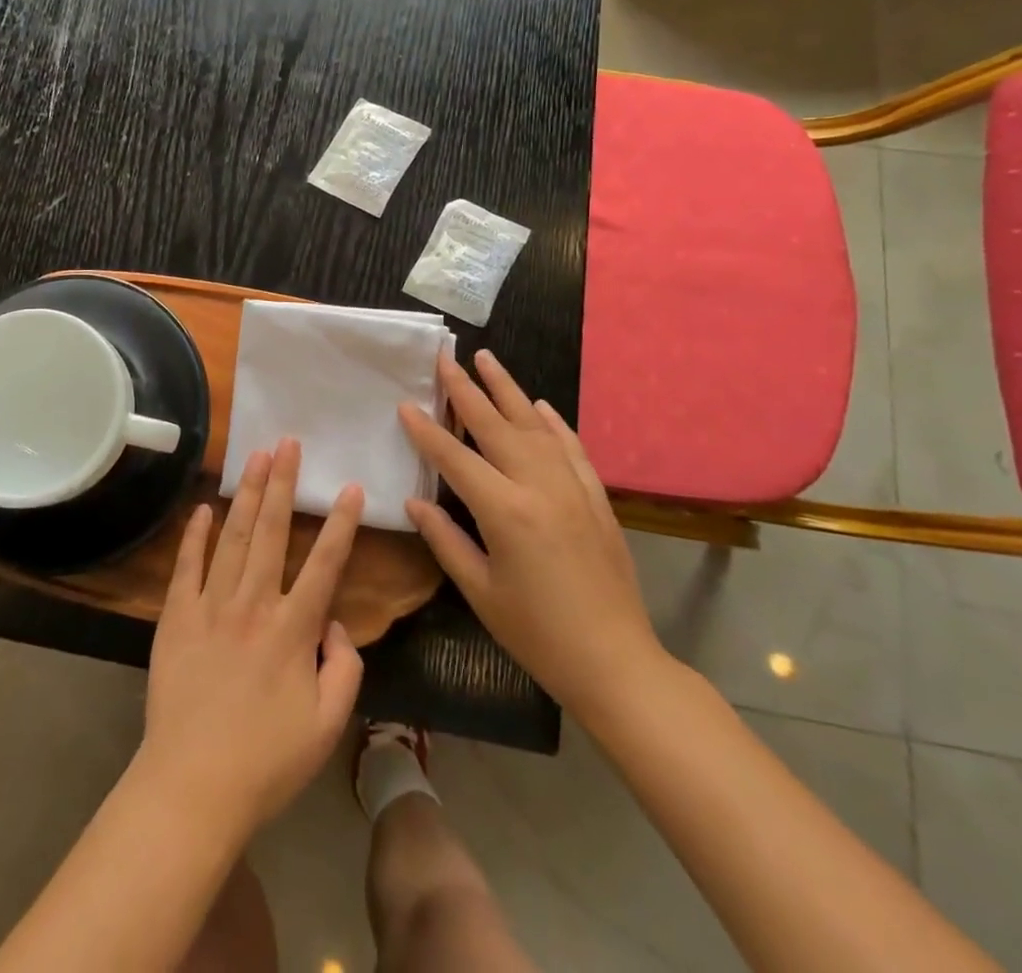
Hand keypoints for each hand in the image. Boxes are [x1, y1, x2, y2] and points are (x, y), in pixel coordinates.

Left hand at [136, 440, 364, 841]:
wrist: (191, 788)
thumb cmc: (266, 762)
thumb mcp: (328, 725)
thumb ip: (345, 668)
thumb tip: (335, 623)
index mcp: (293, 629)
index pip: (325, 564)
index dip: (342, 524)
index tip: (351, 487)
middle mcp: (253, 605)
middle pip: (272, 532)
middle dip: (283, 483)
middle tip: (288, 443)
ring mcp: (210, 607)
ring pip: (233, 538)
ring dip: (247, 495)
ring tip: (255, 458)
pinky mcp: (176, 618)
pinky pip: (186, 567)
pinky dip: (194, 535)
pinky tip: (202, 508)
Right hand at [398, 351, 667, 715]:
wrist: (616, 663)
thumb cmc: (537, 635)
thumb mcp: (480, 592)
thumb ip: (445, 540)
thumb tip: (415, 501)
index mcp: (505, 511)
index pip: (455, 457)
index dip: (426, 430)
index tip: (405, 403)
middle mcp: (539, 486)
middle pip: (495, 425)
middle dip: (465, 389)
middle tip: (445, 357)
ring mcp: (573, 488)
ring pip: (535, 426)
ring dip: (508, 390)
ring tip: (487, 359)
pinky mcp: (596, 498)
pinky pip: (571, 448)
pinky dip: (554, 423)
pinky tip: (540, 406)